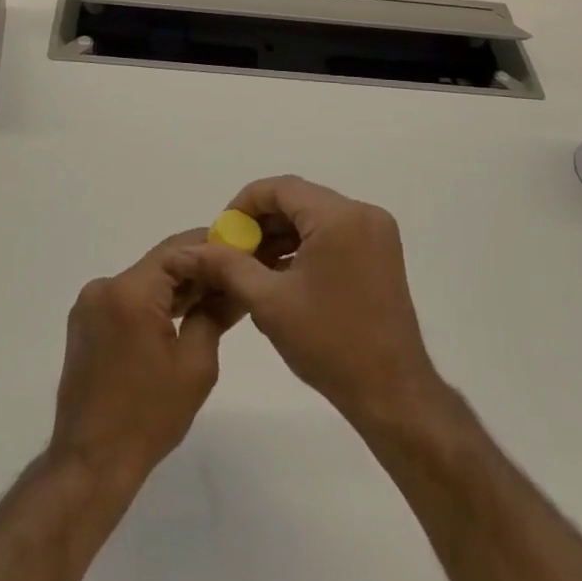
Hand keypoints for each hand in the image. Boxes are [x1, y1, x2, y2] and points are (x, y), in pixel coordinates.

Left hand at [49, 230, 241, 486]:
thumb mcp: (196, 364)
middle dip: (197, 268)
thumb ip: (214, 313)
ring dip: (176, 287)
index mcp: (130, 291)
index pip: (178, 249)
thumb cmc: (149, 416)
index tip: (241, 250)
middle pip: (160, 263)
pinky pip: (127, 299)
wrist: (91, 462)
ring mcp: (89, 305)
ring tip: (214, 298)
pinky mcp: (85, 323)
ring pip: (144, 281)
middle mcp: (104, 287)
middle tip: (234, 276)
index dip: (211, 244)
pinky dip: (154, 303)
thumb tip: (233, 286)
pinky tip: (180, 317)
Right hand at [183, 177, 441, 430]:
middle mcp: (362, 213)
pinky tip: (281, 273)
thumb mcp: (268, 302)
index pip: (280, 188)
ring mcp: (376, 232)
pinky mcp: (381, 252)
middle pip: (298, 199)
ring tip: (251, 266)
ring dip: (281, 234)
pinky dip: (305, 245)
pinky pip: (333, 232)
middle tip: (232, 252)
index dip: (244, 205)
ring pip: (315, 216)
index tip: (221, 234)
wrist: (391, 392)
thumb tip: (190, 250)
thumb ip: (227, 266)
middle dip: (261, 221)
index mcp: (338, 217)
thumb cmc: (328, 343)